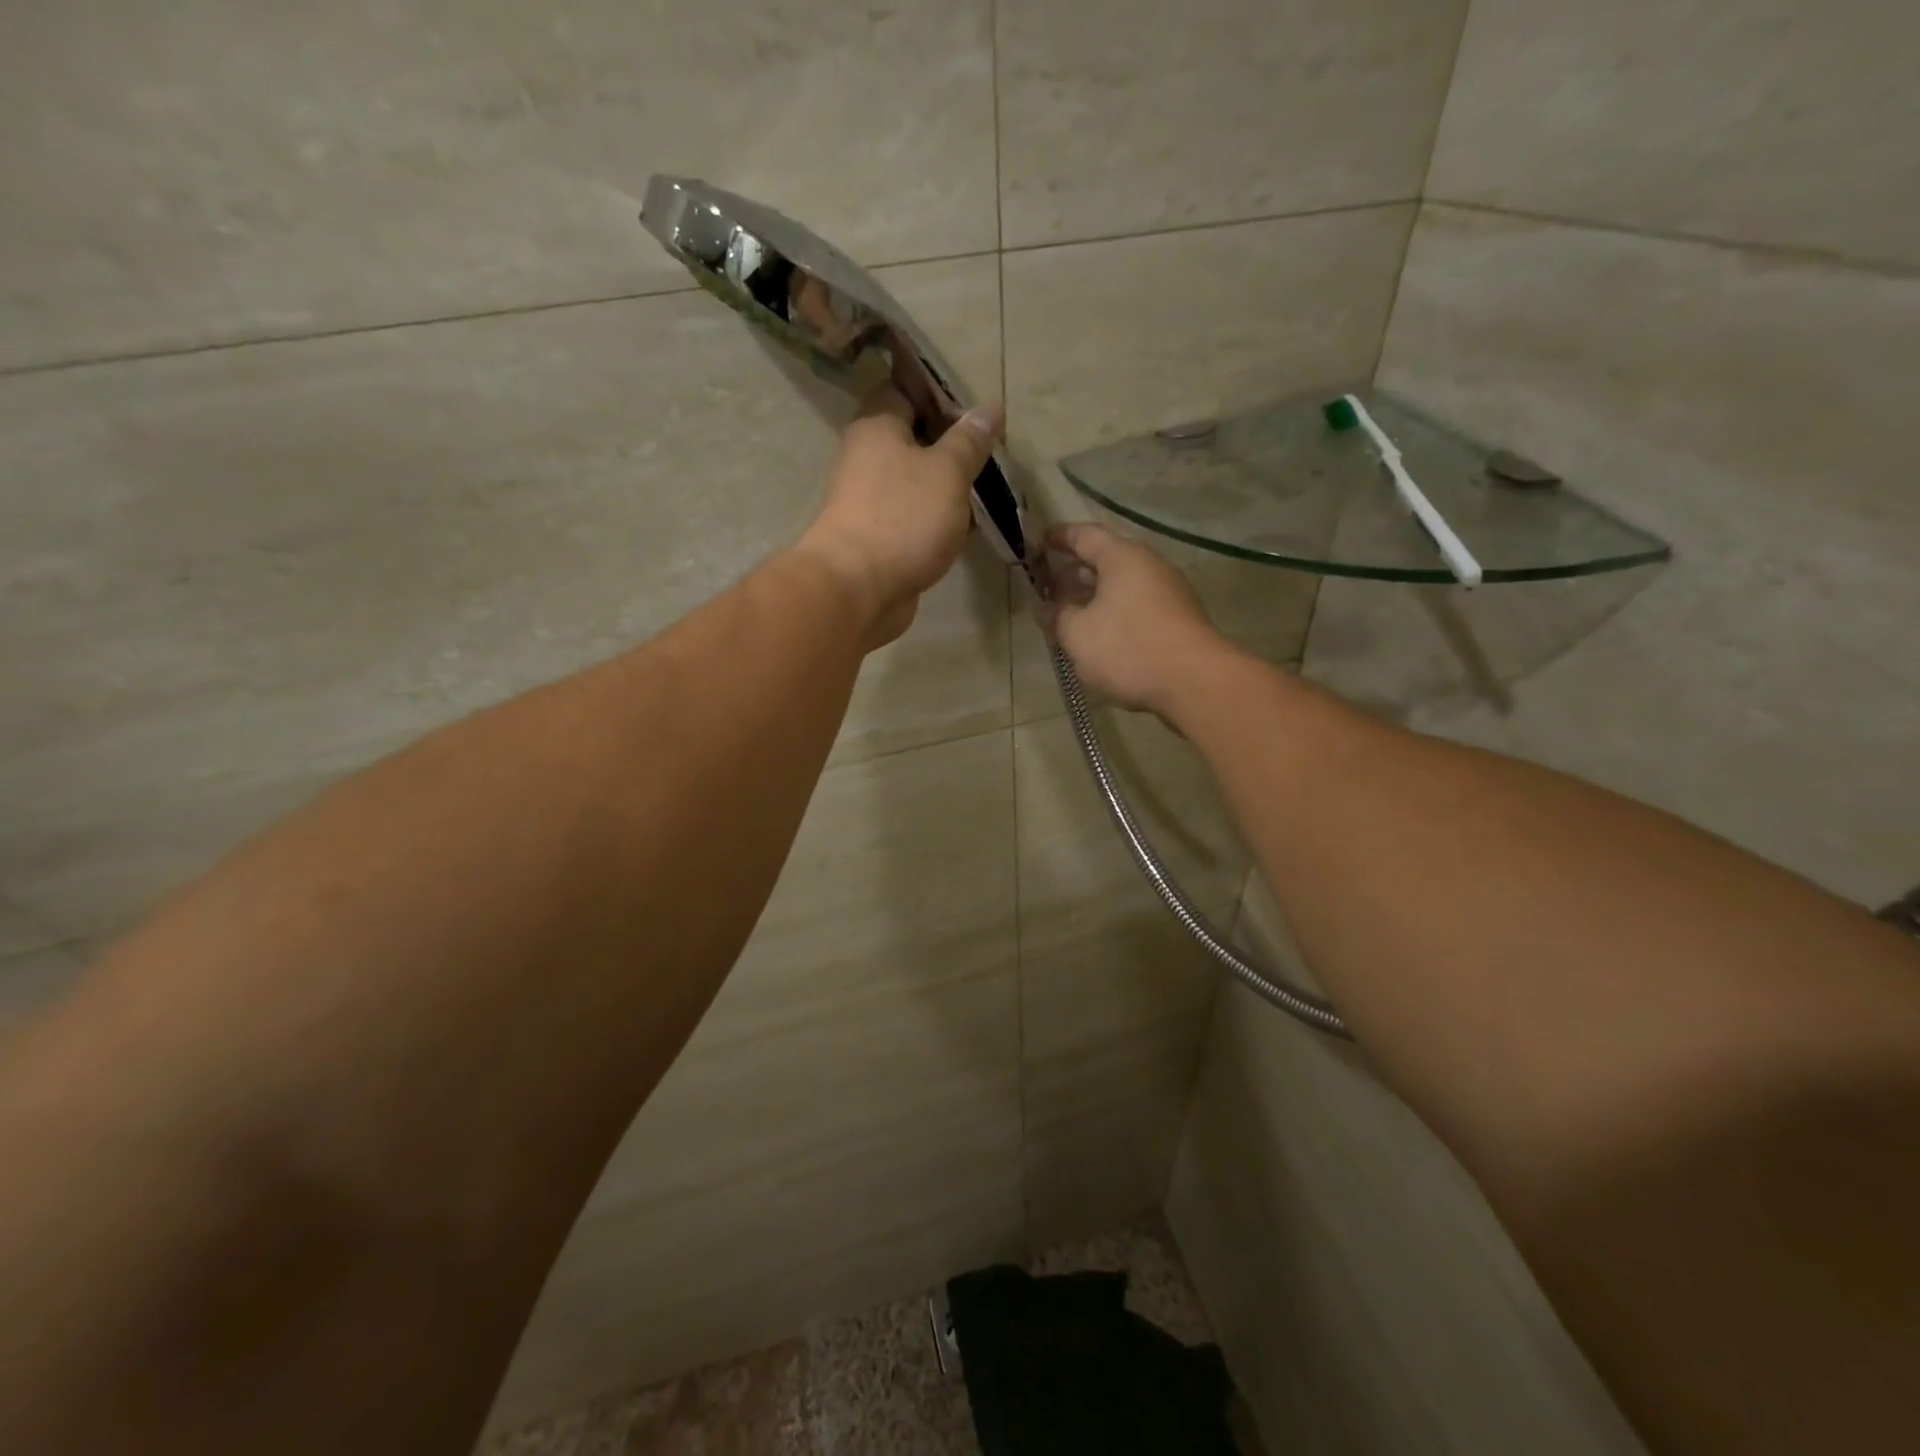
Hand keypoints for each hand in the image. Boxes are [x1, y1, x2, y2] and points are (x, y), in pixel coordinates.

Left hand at [795, 385, 1004, 647]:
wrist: (858, 590)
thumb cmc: (903, 518)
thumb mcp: (947, 472)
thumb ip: (970, 441)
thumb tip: (991, 407)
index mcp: (877, 426)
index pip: (905, 389)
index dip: (941, 394)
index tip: (977, 408)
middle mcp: (867, 458)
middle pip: (913, 437)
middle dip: (951, 444)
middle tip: (992, 451)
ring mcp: (870, 500)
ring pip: (916, 481)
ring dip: (948, 486)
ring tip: (989, 488)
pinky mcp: (879, 537)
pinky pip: (913, 516)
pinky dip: (938, 518)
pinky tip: (967, 526)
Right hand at [1042, 524, 1229, 719]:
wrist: (1194, 682)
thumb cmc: (1128, 648)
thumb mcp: (1078, 634)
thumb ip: (1056, 616)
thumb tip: (1043, 607)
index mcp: (1122, 557)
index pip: (1084, 535)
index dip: (1057, 538)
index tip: (1036, 544)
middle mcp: (1148, 566)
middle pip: (1105, 560)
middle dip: (1073, 572)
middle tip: (1047, 587)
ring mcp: (1168, 593)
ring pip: (1121, 587)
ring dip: (1092, 597)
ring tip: (1067, 616)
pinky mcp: (1177, 621)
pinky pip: (1136, 607)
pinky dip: (1112, 614)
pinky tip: (1098, 637)